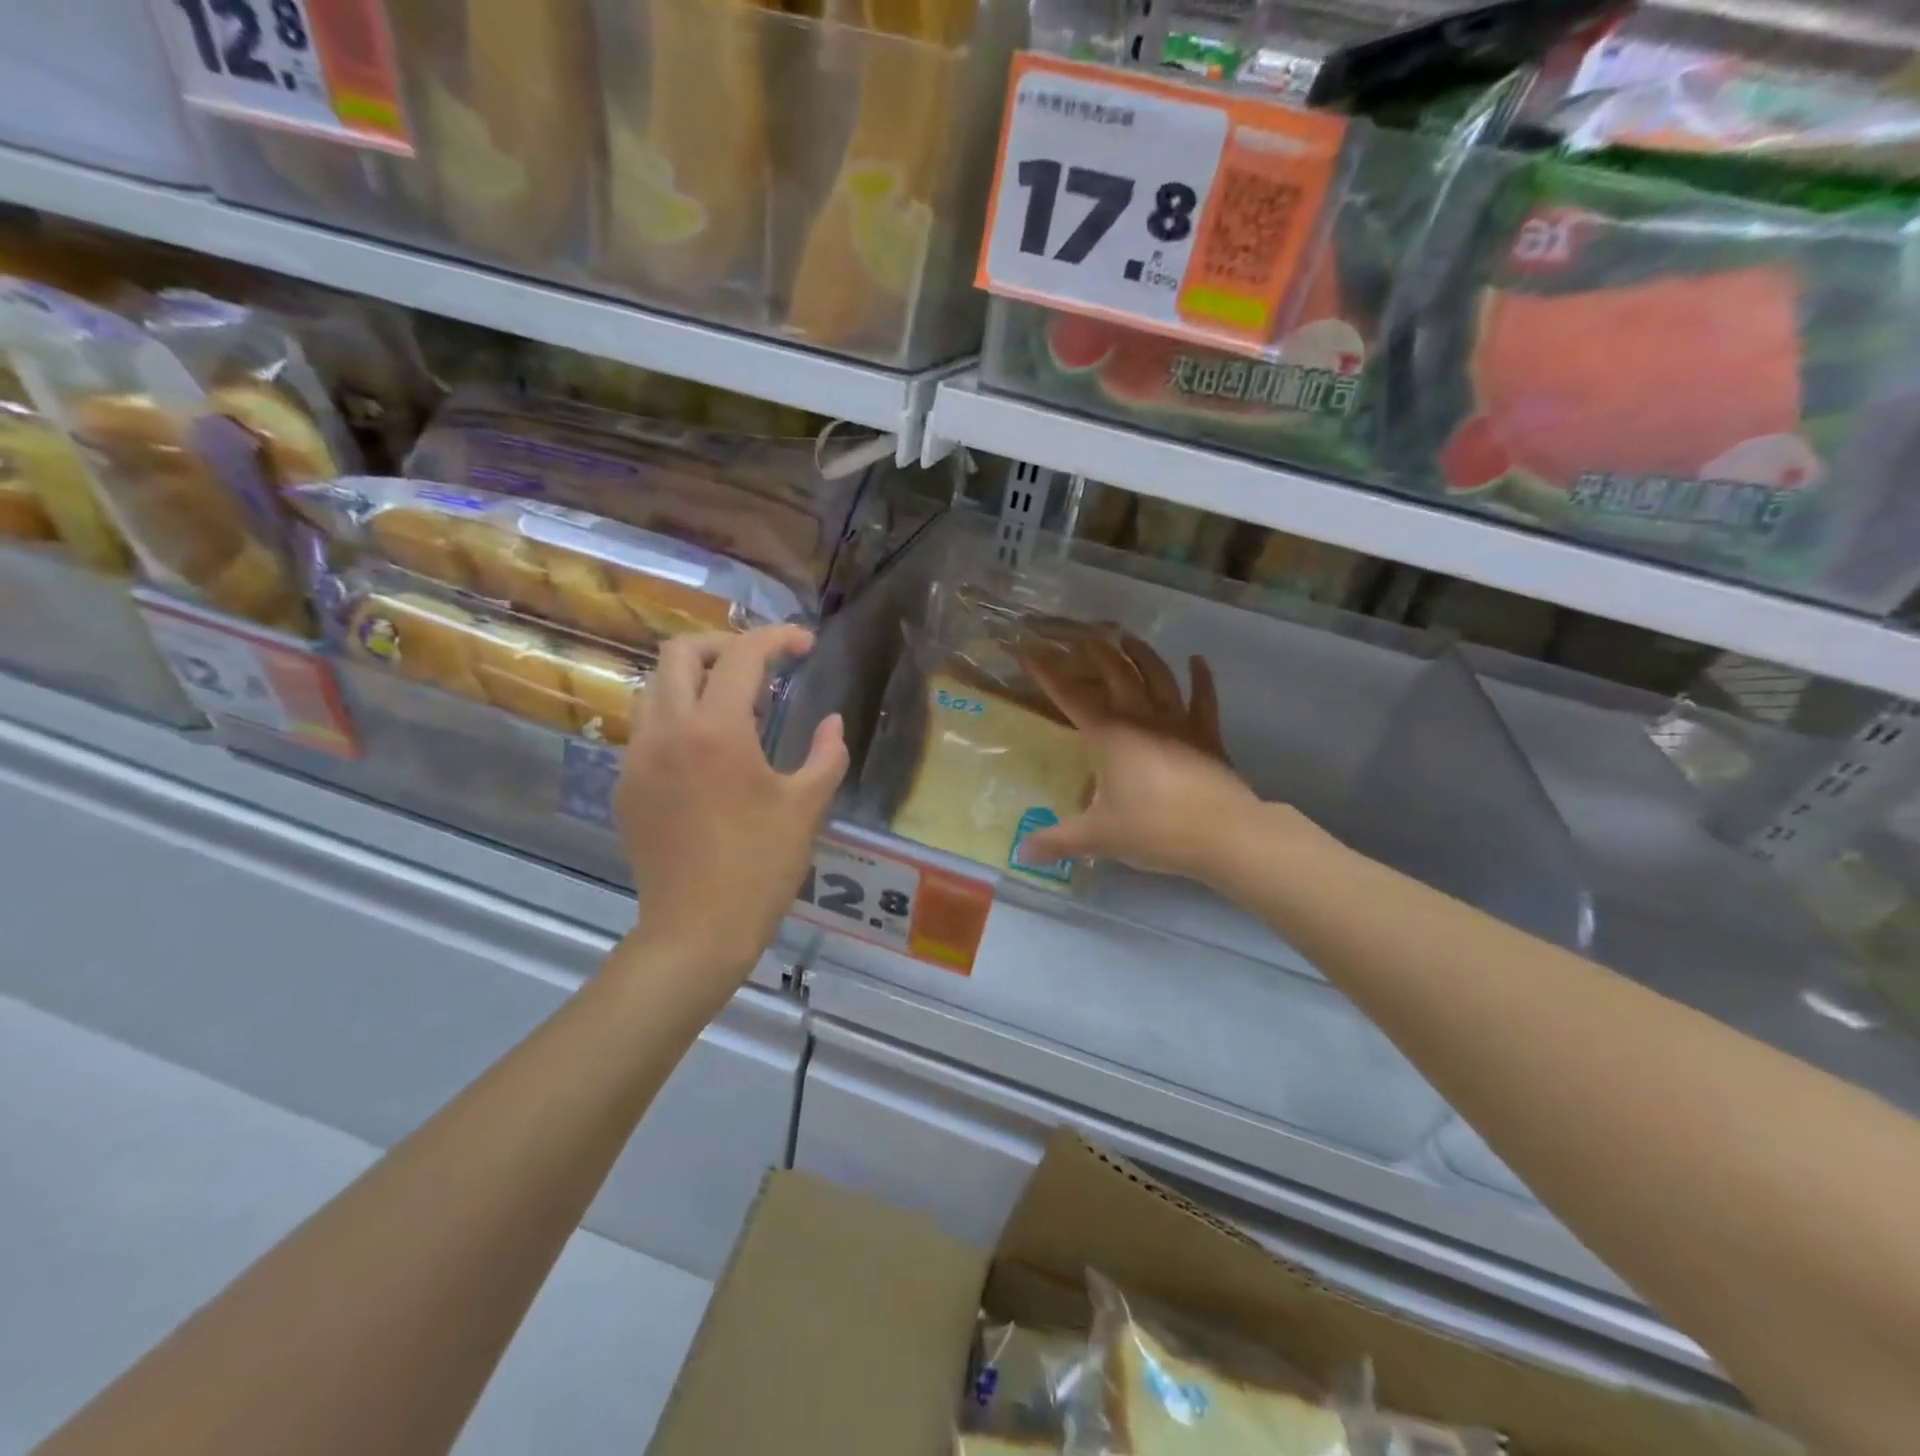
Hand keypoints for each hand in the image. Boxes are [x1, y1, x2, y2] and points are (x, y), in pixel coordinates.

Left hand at [615, 625, 847, 998]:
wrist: (696, 930)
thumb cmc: (761, 866)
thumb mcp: (806, 806)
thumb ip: (826, 754)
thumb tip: (832, 723)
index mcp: (717, 729)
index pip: (742, 655)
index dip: (778, 638)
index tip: (804, 645)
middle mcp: (666, 730)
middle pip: (679, 652)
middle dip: (723, 646)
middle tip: (760, 667)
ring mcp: (637, 758)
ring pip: (654, 688)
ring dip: (694, 681)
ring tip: (734, 707)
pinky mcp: (625, 787)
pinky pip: (646, 730)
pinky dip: (678, 720)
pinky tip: (707, 756)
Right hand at [1018, 633, 1258, 880]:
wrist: (1223, 833)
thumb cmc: (1154, 829)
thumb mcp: (1098, 837)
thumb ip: (1057, 841)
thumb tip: (1021, 853)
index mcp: (1110, 735)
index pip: (1070, 695)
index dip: (1047, 672)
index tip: (1028, 650)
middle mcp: (1142, 717)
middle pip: (1116, 672)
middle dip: (1096, 651)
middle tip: (1081, 634)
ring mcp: (1178, 722)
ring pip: (1157, 675)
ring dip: (1140, 653)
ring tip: (1127, 637)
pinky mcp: (1207, 734)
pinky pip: (1203, 698)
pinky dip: (1201, 677)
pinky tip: (1197, 660)